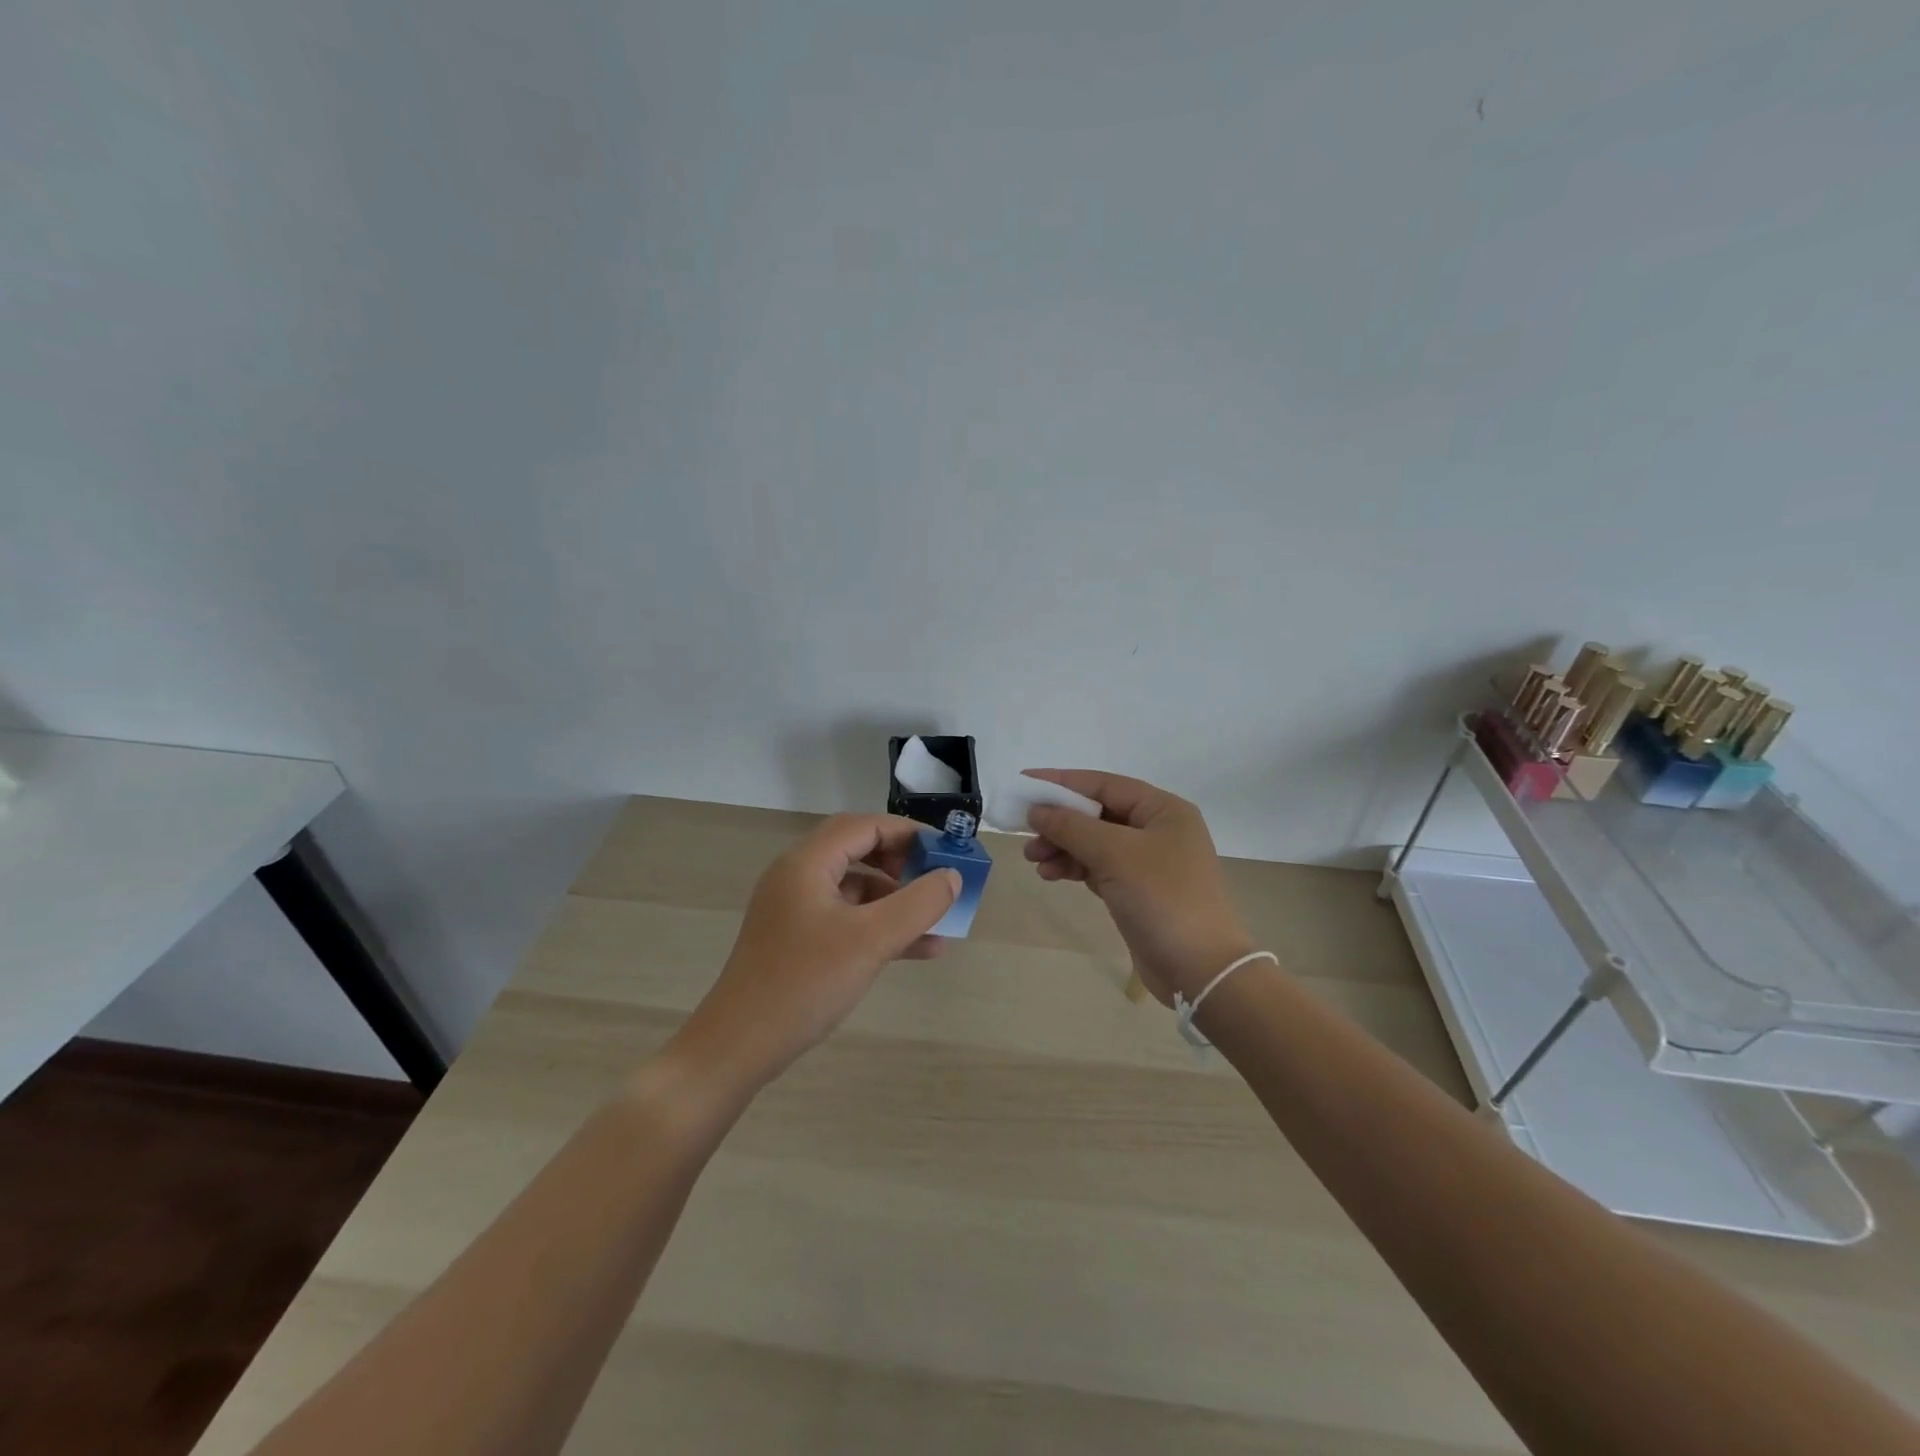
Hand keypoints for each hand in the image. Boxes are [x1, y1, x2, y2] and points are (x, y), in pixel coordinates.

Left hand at [673, 814, 959, 1092]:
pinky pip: (847, 918)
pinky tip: (918, 950)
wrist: (738, 1047)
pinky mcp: (797, 940)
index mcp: (807, 862)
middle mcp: (798, 876)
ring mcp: (795, 909)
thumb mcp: (871, 941)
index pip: (864, 826)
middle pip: (859, 851)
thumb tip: (952, 876)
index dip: (908, 833)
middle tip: (936, 879)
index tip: (946, 851)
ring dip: (896, 899)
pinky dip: (879, 926)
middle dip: (903, 862)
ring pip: (855, 888)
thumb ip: (918, 904)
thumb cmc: (804, 983)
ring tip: (937, 920)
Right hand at [1023, 770, 1255, 1005]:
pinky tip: (1051, 874)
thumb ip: (1072, 827)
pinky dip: (1074, 867)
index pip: (1104, 784)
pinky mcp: (1138, 890)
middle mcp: (1157, 829)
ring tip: (1033, 859)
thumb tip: (1037, 810)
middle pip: (1097, 814)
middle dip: (1060, 821)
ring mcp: (1149, 862)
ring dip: (1062, 846)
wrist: (1200, 969)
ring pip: (1094, 842)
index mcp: (1163, 809)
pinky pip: (1098, 867)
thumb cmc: (1162, 898)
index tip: (1024, 784)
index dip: (1062, 783)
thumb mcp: (1114, 854)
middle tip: (1025, 832)